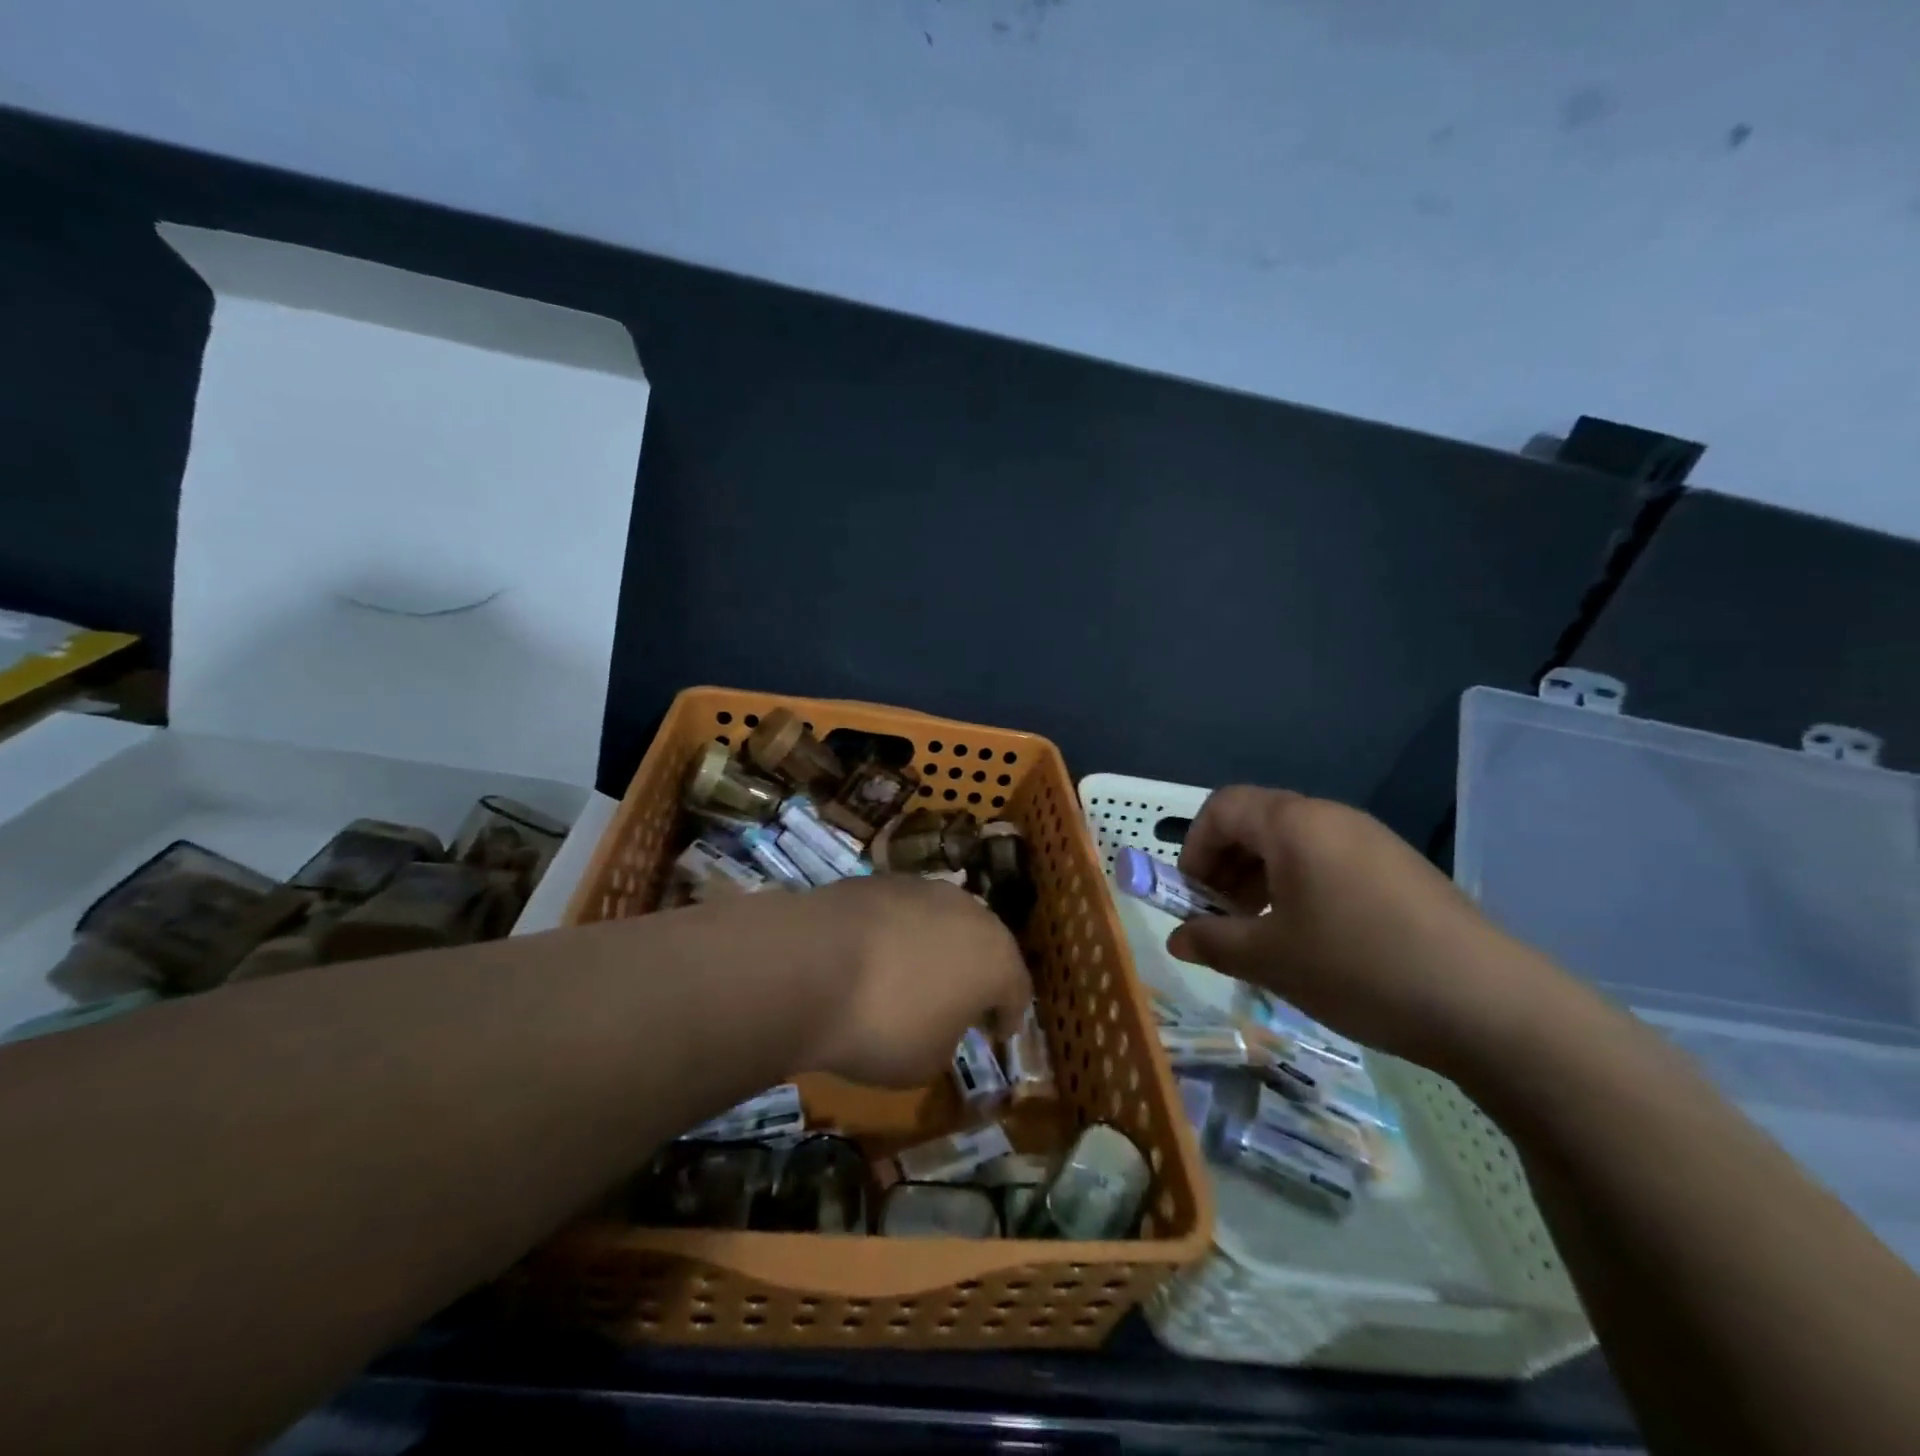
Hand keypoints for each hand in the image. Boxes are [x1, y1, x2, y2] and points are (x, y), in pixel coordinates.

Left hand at [793, 876, 1032, 1087]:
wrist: (811, 965)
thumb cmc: (884, 1026)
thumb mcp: (927, 1061)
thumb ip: (948, 1039)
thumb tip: (941, 1021)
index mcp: (996, 957)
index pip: (1017, 989)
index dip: (1008, 1015)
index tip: (997, 1033)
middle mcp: (968, 911)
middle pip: (983, 944)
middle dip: (975, 971)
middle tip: (961, 1000)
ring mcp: (922, 888)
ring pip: (943, 920)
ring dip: (936, 946)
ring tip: (914, 974)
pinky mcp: (880, 879)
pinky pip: (902, 912)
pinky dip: (898, 933)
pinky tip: (876, 955)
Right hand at [1167, 787, 1543, 1070]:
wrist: (1492, 1006)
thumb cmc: (1360, 967)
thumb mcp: (1272, 959)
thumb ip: (1214, 942)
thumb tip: (1177, 938)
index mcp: (1295, 823)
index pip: (1222, 807)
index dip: (1194, 847)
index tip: (1191, 898)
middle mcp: (1331, 817)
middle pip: (1256, 822)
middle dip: (1225, 866)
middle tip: (1223, 919)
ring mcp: (1371, 841)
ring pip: (1293, 844)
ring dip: (1260, 880)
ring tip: (1263, 934)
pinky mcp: (1400, 869)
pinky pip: (1329, 862)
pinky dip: (1300, 888)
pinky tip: (1311, 940)